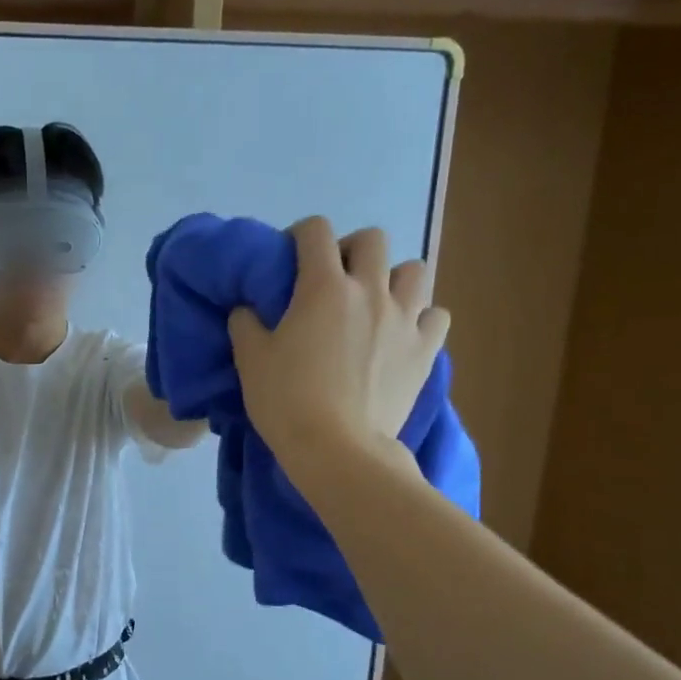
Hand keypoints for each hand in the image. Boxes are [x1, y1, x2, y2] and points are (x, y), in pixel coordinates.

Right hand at [230, 219, 450, 477]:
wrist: (337, 448)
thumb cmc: (287, 401)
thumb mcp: (251, 360)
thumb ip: (245, 324)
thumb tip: (247, 309)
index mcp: (324, 287)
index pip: (316, 231)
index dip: (300, 235)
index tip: (290, 258)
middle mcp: (370, 291)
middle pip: (373, 240)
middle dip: (351, 250)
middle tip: (334, 280)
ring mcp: (404, 319)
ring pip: (415, 271)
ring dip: (393, 278)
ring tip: (375, 303)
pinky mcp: (425, 350)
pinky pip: (436, 315)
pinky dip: (420, 317)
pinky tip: (402, 334)